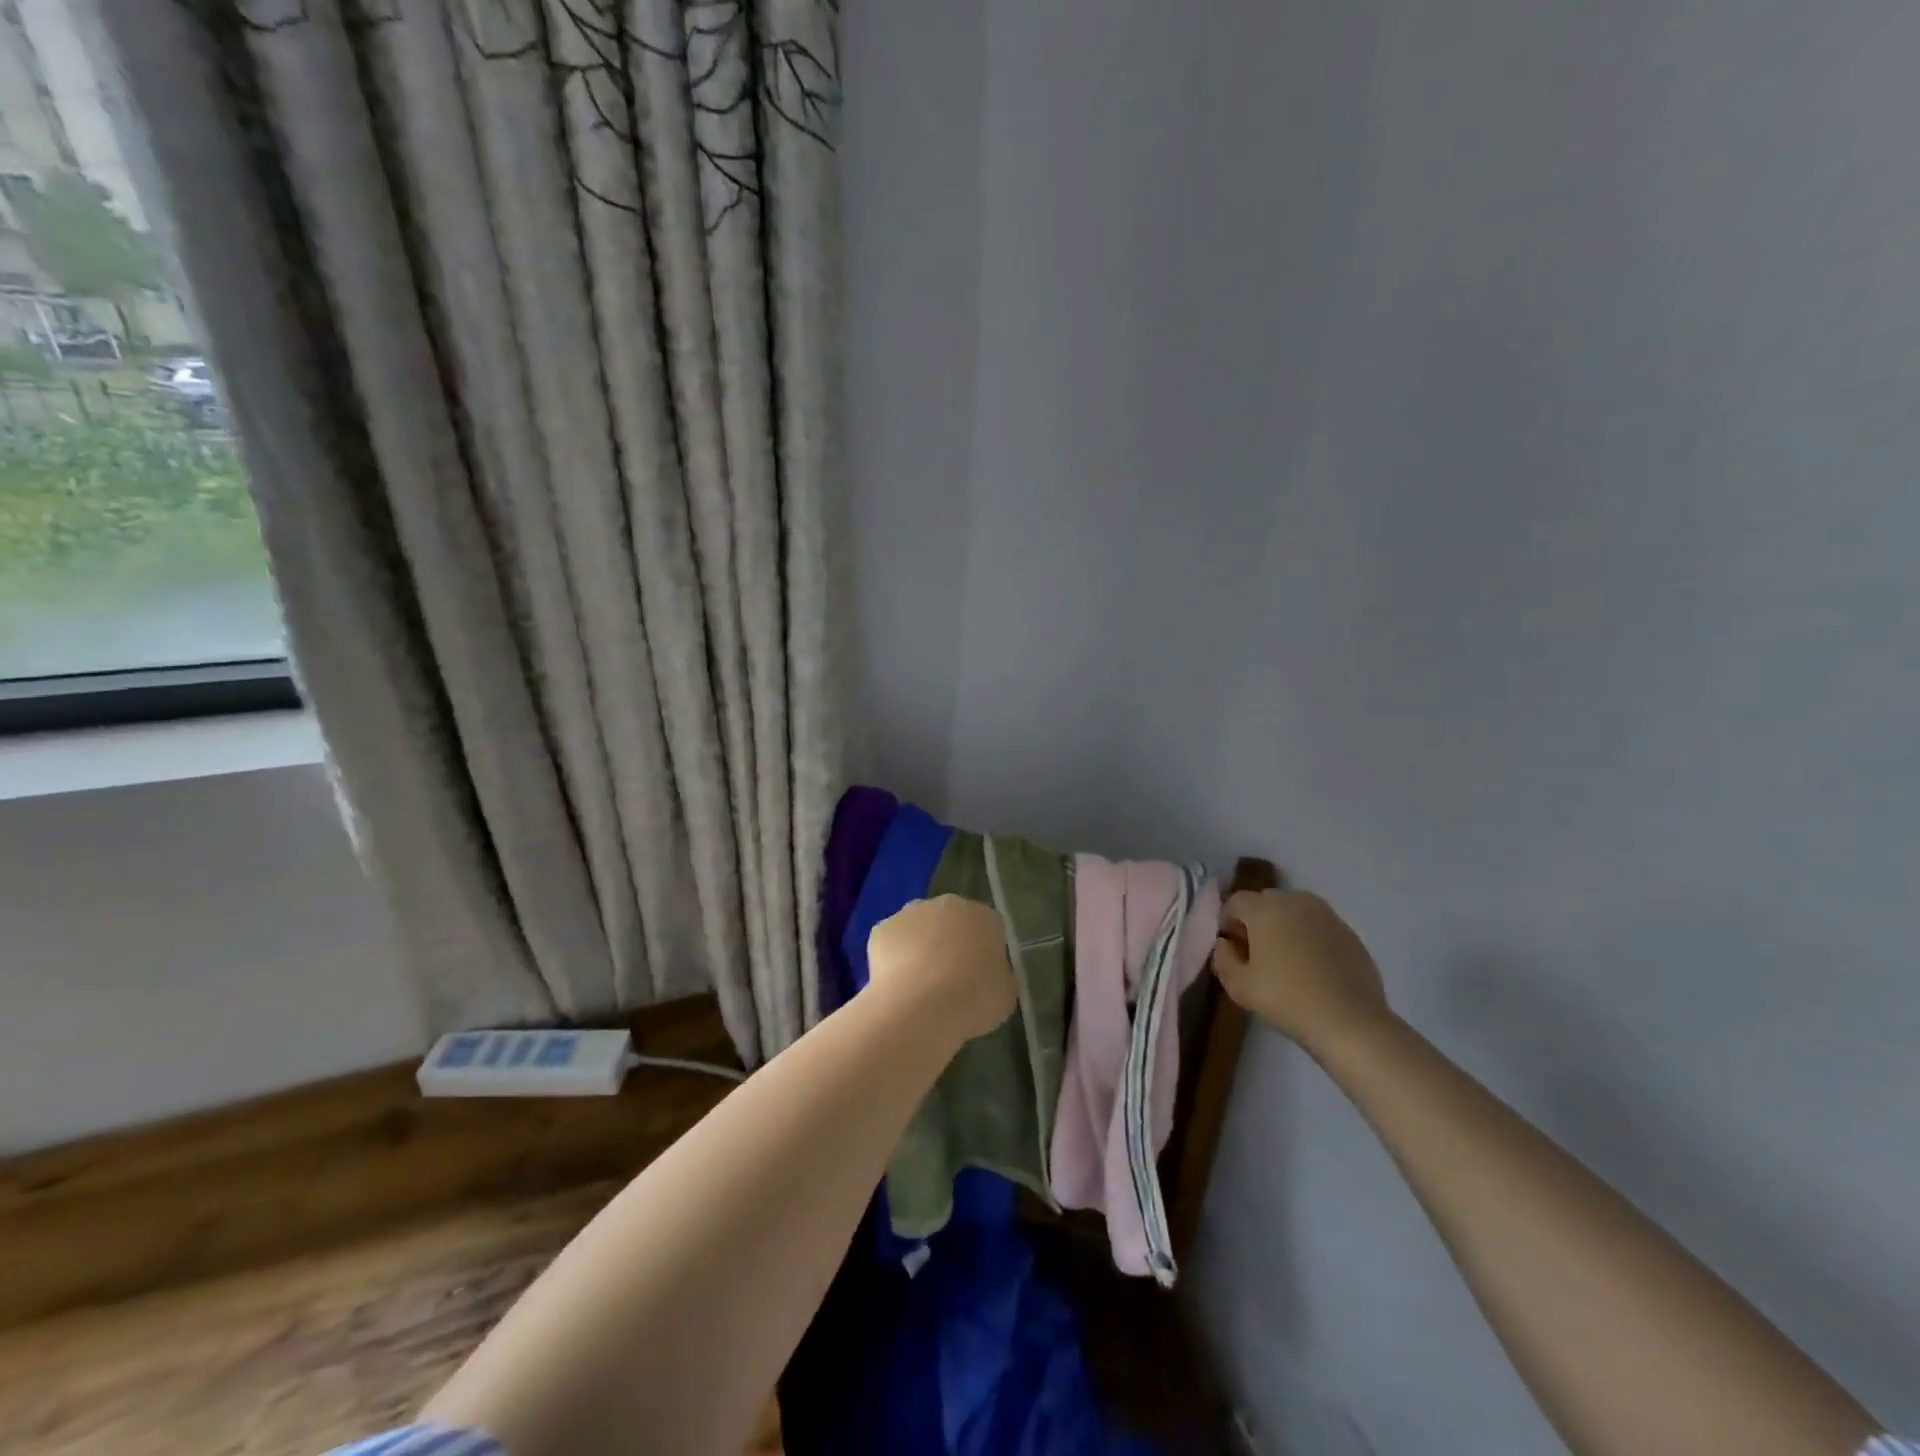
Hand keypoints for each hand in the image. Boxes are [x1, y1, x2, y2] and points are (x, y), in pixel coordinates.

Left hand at [867, 895, 1017, 1042]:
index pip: (987, 927)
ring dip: (919, 946)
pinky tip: (896, 985)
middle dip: (949, 942)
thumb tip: (991, 975)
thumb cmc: (974, 999)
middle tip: (948, 979)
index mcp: (984, 917)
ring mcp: (911, 913)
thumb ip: (999, 977)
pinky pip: (891, 942)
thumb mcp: (1005, 994)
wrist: (921, 1006)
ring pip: (917, 927)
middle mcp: (947, 905)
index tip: (979, 977)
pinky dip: (892, 958)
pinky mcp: (882, 929)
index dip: (982, 952)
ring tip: (918, 985)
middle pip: (950, 921)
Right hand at [1213, 889, 1390, 1051]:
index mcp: (1265, 909)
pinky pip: (1318, 926)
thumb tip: (1225, 944)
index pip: (1235, 901)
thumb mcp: (1238, 986)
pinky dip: (1308, 938)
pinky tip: (1312, 969)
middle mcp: (1295, 902)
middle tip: (1255, 954)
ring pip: (1294, 911)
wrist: (1350, 1022)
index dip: (1227, 922)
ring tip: (1285, 960)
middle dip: (1255, 921)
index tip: (1231, 948)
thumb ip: (1222, 958)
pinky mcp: (1349, 933)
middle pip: (1265, 902)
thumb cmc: (1286, 999)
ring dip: (1283, 927)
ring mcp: (1327, 915)